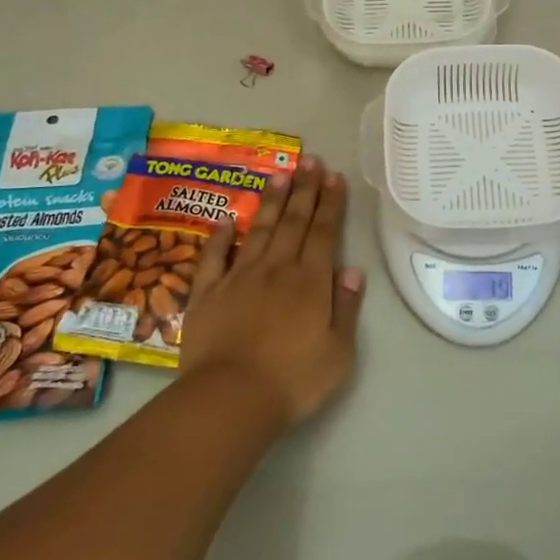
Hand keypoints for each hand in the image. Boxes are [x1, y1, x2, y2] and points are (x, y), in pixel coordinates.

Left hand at [178, 155, 364, 429]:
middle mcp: (276, 269)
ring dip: (271, 201)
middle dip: (304, 189)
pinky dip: (221, 236)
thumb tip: (352, 271)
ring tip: (280, 173)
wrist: (230, 399)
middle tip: (310, 160)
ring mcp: (238, 278)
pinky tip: (228, 219)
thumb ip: (347, 308)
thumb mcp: (339, 351)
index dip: (330, 203)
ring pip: (259, 229)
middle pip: (293, 222)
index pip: (323, 232)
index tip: (333, 177)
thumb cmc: (293, 380)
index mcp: (310, 281)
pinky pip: (215, 257)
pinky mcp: (207, 293)